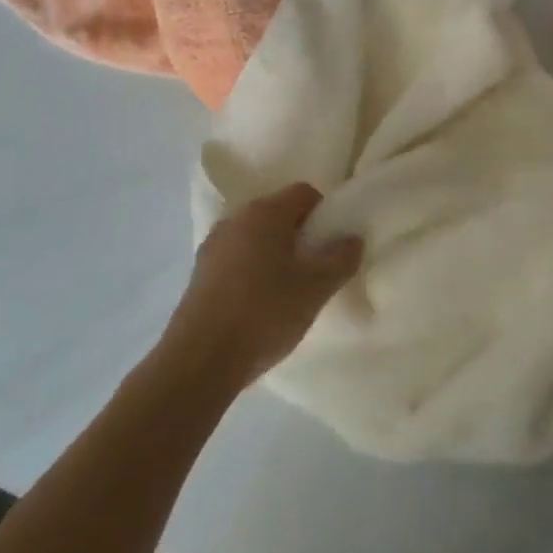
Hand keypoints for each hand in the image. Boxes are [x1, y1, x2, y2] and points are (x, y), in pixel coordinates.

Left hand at [161, 184, 363, 389]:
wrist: (200, 359)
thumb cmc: (265, 313)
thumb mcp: (315, 289)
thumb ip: (340, 259)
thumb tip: (353, 238)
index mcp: (266, 212)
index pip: (304, 193)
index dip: (324, 212)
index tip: (333, 244)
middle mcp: (236, 218)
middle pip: (278, 213)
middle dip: (300, 234)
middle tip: (316, 268)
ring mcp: (213, 244)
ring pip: (255, 237)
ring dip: (275, 253)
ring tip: (289, 289)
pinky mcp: (199, 272)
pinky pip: (236, 258)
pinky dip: (252, 270)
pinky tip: (259, 303)